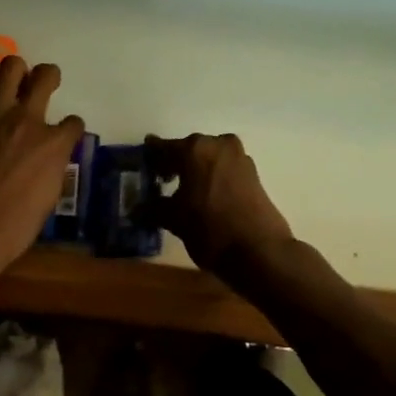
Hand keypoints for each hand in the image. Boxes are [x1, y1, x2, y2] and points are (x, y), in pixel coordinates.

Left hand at [0, 56, 84, 280]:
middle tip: (42, 84)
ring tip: (7, 87)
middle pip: (45, 75)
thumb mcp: (49, 197)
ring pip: (9, 67)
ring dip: (12, 74)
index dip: (70, 129)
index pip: (73, 122)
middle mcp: (27, 118)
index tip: (64, 135)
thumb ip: (51, 167)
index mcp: (54, 142)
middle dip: (48, 76)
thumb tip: (49, 159)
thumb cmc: (15, 224)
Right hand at [144, 132, 293, 274]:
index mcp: (194, 149)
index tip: (143, 161)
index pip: (164, 147)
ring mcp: (240, 157)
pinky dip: (213, 176)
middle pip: (189, 149)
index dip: (151, 156)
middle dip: (175, 162)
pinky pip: (225, 168)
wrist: (259, 250)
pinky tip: (205, 195)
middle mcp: (218, 144)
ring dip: (196, 168)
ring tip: (184, 190)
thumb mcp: (174, 219)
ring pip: (209, 157)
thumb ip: (153, 208)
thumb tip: (136, 209)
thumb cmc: (209, 229)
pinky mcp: (254, 174)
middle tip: (161, 178)